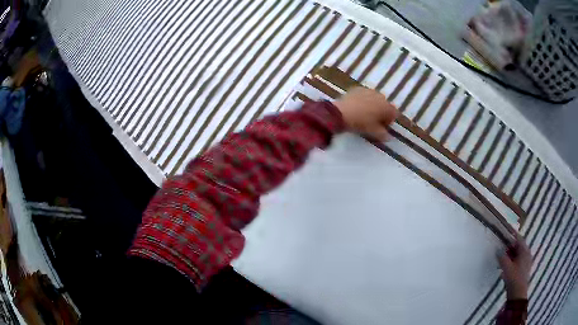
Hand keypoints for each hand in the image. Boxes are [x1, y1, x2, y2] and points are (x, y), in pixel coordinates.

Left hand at [334, 87, 398, 141]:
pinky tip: (357, 107)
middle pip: (385, 105)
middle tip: (373, 121)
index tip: (382, 127)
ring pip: (375, 99)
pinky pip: (364, 95)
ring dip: (373, 105)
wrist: (341, 113)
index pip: (394, 113)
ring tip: (364, 114)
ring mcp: (369, 91)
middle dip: (381, 112)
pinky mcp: (358, 89)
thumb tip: (388, 137)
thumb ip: (384, 135)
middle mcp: (380, 96)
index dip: (389, 121)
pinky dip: (363, 100)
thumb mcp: (374, 132)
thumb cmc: (361, 123)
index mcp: (386, 106)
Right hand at [498, 235, 532, 299]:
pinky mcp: (525, 269)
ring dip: (512, 254)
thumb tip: (498, 250)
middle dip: (511, 246)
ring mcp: (527, 261)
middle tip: (503, 247)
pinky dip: (514, 260)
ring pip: (519, 254)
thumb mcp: (506, 267)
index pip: (519, 238)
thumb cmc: (513, 277)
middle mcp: (527, 253)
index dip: (513, 235)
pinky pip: (520, 260)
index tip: (507, 232)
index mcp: (524, 250)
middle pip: (519, 246)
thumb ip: (502, 257)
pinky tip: (508, 266)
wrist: (518, 292)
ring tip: (504, 257)